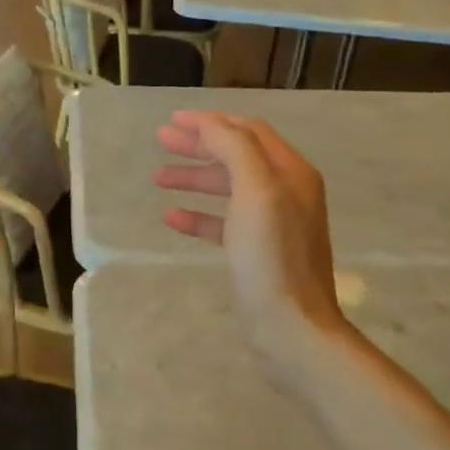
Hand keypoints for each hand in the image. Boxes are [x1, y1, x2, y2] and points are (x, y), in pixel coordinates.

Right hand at [153, 111, 353, 389]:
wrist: (291, 328)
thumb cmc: (272, 257)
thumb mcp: (256, 192)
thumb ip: (234, 149)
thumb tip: (208, 123)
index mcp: (290, 173)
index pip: (248, 131)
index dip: (210, 122)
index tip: (171, 121)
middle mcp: (286, 193)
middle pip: (237, 156)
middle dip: (199, 146)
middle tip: (161, 142)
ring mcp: (272, 225)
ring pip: (228, 189)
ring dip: (195, 179)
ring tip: (158, 178)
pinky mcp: (258, 254)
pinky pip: (224, 224)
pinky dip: (198, 216)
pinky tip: (172, 218)